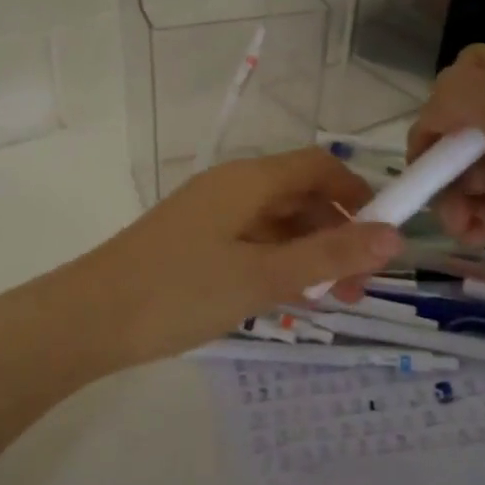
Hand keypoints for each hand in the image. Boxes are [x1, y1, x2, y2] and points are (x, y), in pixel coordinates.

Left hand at [67, 148, 403, 366]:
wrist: (89, 319)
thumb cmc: (180, 291)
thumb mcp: (263, 276)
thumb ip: (328, 256)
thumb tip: (395, 236)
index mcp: (248, 180)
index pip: (318, 165)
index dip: (357, 193)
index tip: (383, 237)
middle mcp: (231, 188)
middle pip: (299, 196)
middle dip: (336, 234)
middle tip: (358, 288)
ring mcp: (209, 216)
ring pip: (276, 224)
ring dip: (308, 254)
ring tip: (329, 301)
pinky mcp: (193, 244)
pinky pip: (250, 244)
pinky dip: (276, 265)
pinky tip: (286, 300)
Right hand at [408, 44, 484, 319]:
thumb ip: (467, 95)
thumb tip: (428, 119)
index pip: (470, 69)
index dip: (446, 99)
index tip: (444, 135)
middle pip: (453, 124)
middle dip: (443, 155)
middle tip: (458, 182)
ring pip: (453, 169)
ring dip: (448, 194)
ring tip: (465, 218)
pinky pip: (468, 206)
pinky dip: (464, 220)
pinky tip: (477, 235)